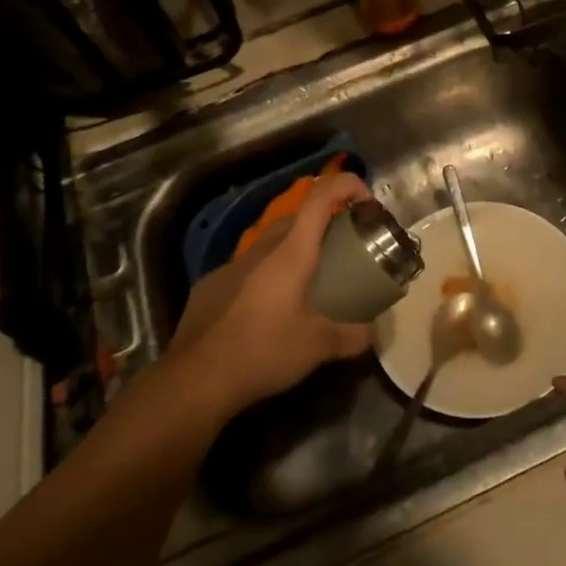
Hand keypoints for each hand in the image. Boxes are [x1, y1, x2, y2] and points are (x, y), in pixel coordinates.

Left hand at [162, 173, 376, 418]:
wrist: (194, 380)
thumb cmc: (263, 351)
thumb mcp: (319, 347)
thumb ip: (353, 336)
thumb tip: (371, 332)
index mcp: (290, 252)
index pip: (321, 196)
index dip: (347, 185)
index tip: (366, 202)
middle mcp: (260, 249)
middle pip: (297, 218)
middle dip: (324, 225)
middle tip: (344, 251)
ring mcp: (230, 266)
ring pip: (270, 244)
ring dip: (293, 253)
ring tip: (308, 284)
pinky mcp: (210, 286)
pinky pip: (247, 269)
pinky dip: (266, 277)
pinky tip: (267, 311)